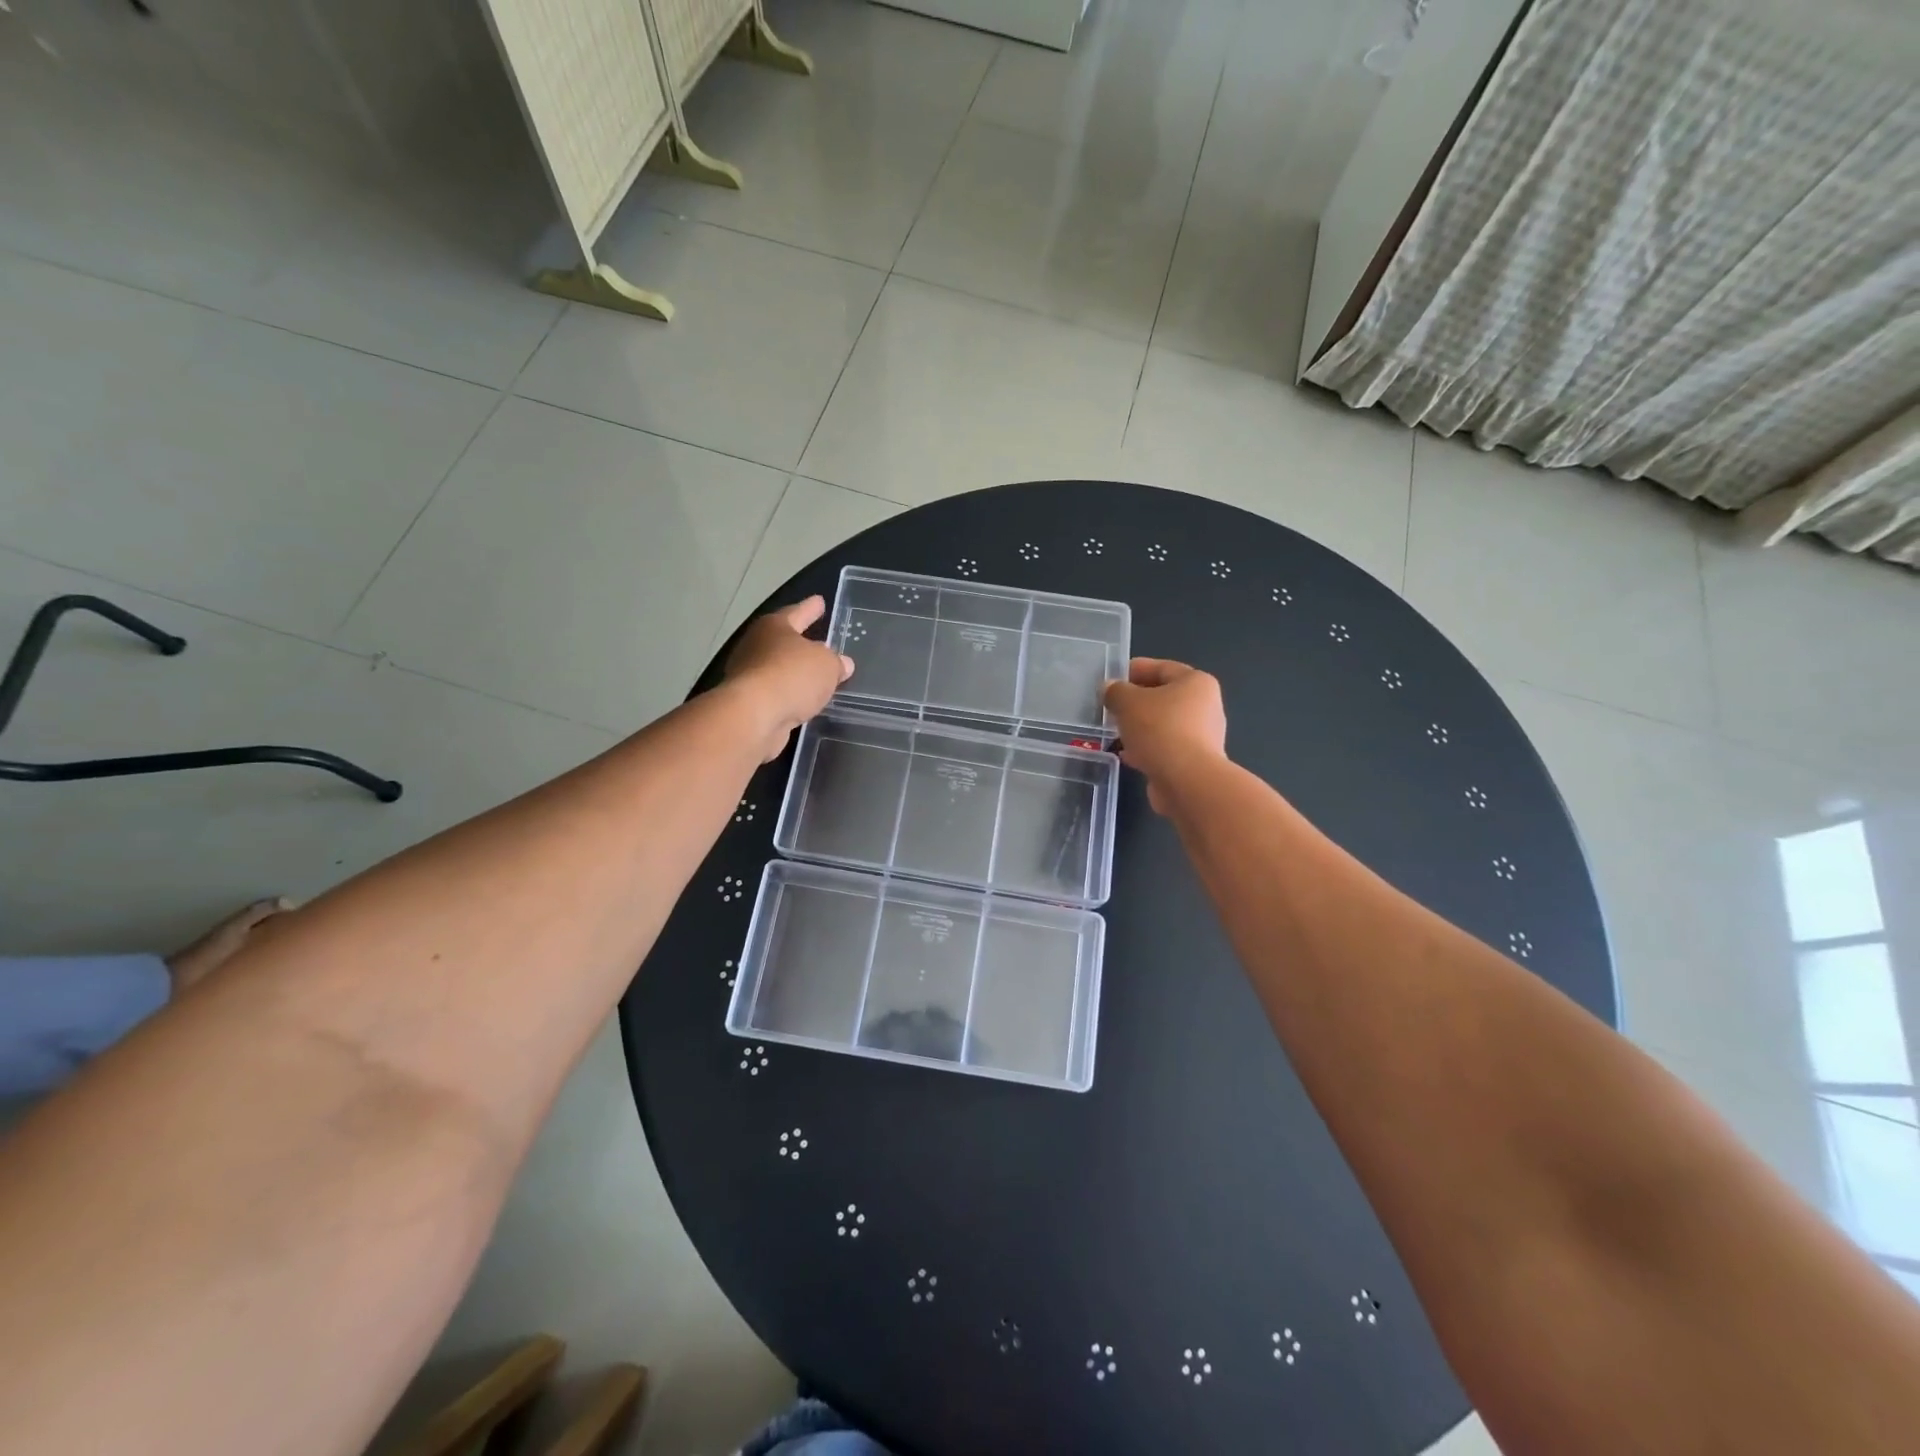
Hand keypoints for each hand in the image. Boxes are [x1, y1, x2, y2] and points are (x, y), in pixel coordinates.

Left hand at [723, 596, 853, 760]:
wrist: (753, 716)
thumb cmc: (792, 676)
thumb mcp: (826, 664)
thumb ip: (836, 662)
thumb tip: (842, 664)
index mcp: (774, 627)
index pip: (797, 613)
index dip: (810, 608)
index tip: (819, 601)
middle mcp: (756, 646)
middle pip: (783, 641)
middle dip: (801, 643)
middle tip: (820, 644)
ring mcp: (747, 675)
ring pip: (778, 669)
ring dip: (795, 673)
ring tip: (815, 678)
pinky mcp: (748, 703)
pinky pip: (775, 694)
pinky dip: (788, 696)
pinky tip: (802, 702)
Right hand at [1103, 657, 1226, 813]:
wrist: (1186, 781)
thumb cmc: (1160, 730)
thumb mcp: (1128, 702)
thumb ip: (1115, 691)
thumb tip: (1110, 689)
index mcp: (1196, 683)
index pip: (1162, 668)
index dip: (1134, 670)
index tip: (1110, 679)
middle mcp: (1205, 706)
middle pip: (1164, 697)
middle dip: (1135, 702)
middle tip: (1110, 706)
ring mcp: (1202, 736)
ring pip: (1163, 724)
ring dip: (1139, 727)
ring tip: (1114, 731)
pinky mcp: (1194, 762)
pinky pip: (1165, 748)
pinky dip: (1146, 748)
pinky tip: (1126, 755)